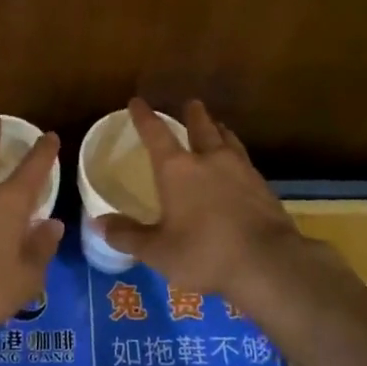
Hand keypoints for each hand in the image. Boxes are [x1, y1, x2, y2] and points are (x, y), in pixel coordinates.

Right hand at [95, 98, 304, 304]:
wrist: (268, 263)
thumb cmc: (204, 253)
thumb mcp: (158, 251)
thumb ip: (128, 235)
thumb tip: (98, 223)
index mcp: (177, 170)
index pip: (156, 134)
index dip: (144, 117)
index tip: (137, 102)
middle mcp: (209, 160)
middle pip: (200, 127)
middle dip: (193, 114)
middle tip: (191, 103)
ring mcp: (241, 170)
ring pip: (227, 140)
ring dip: (219, 130)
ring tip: (217, 126)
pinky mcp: (263, 186)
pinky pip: (245, 160)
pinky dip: (236, 154)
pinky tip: (239, 165)